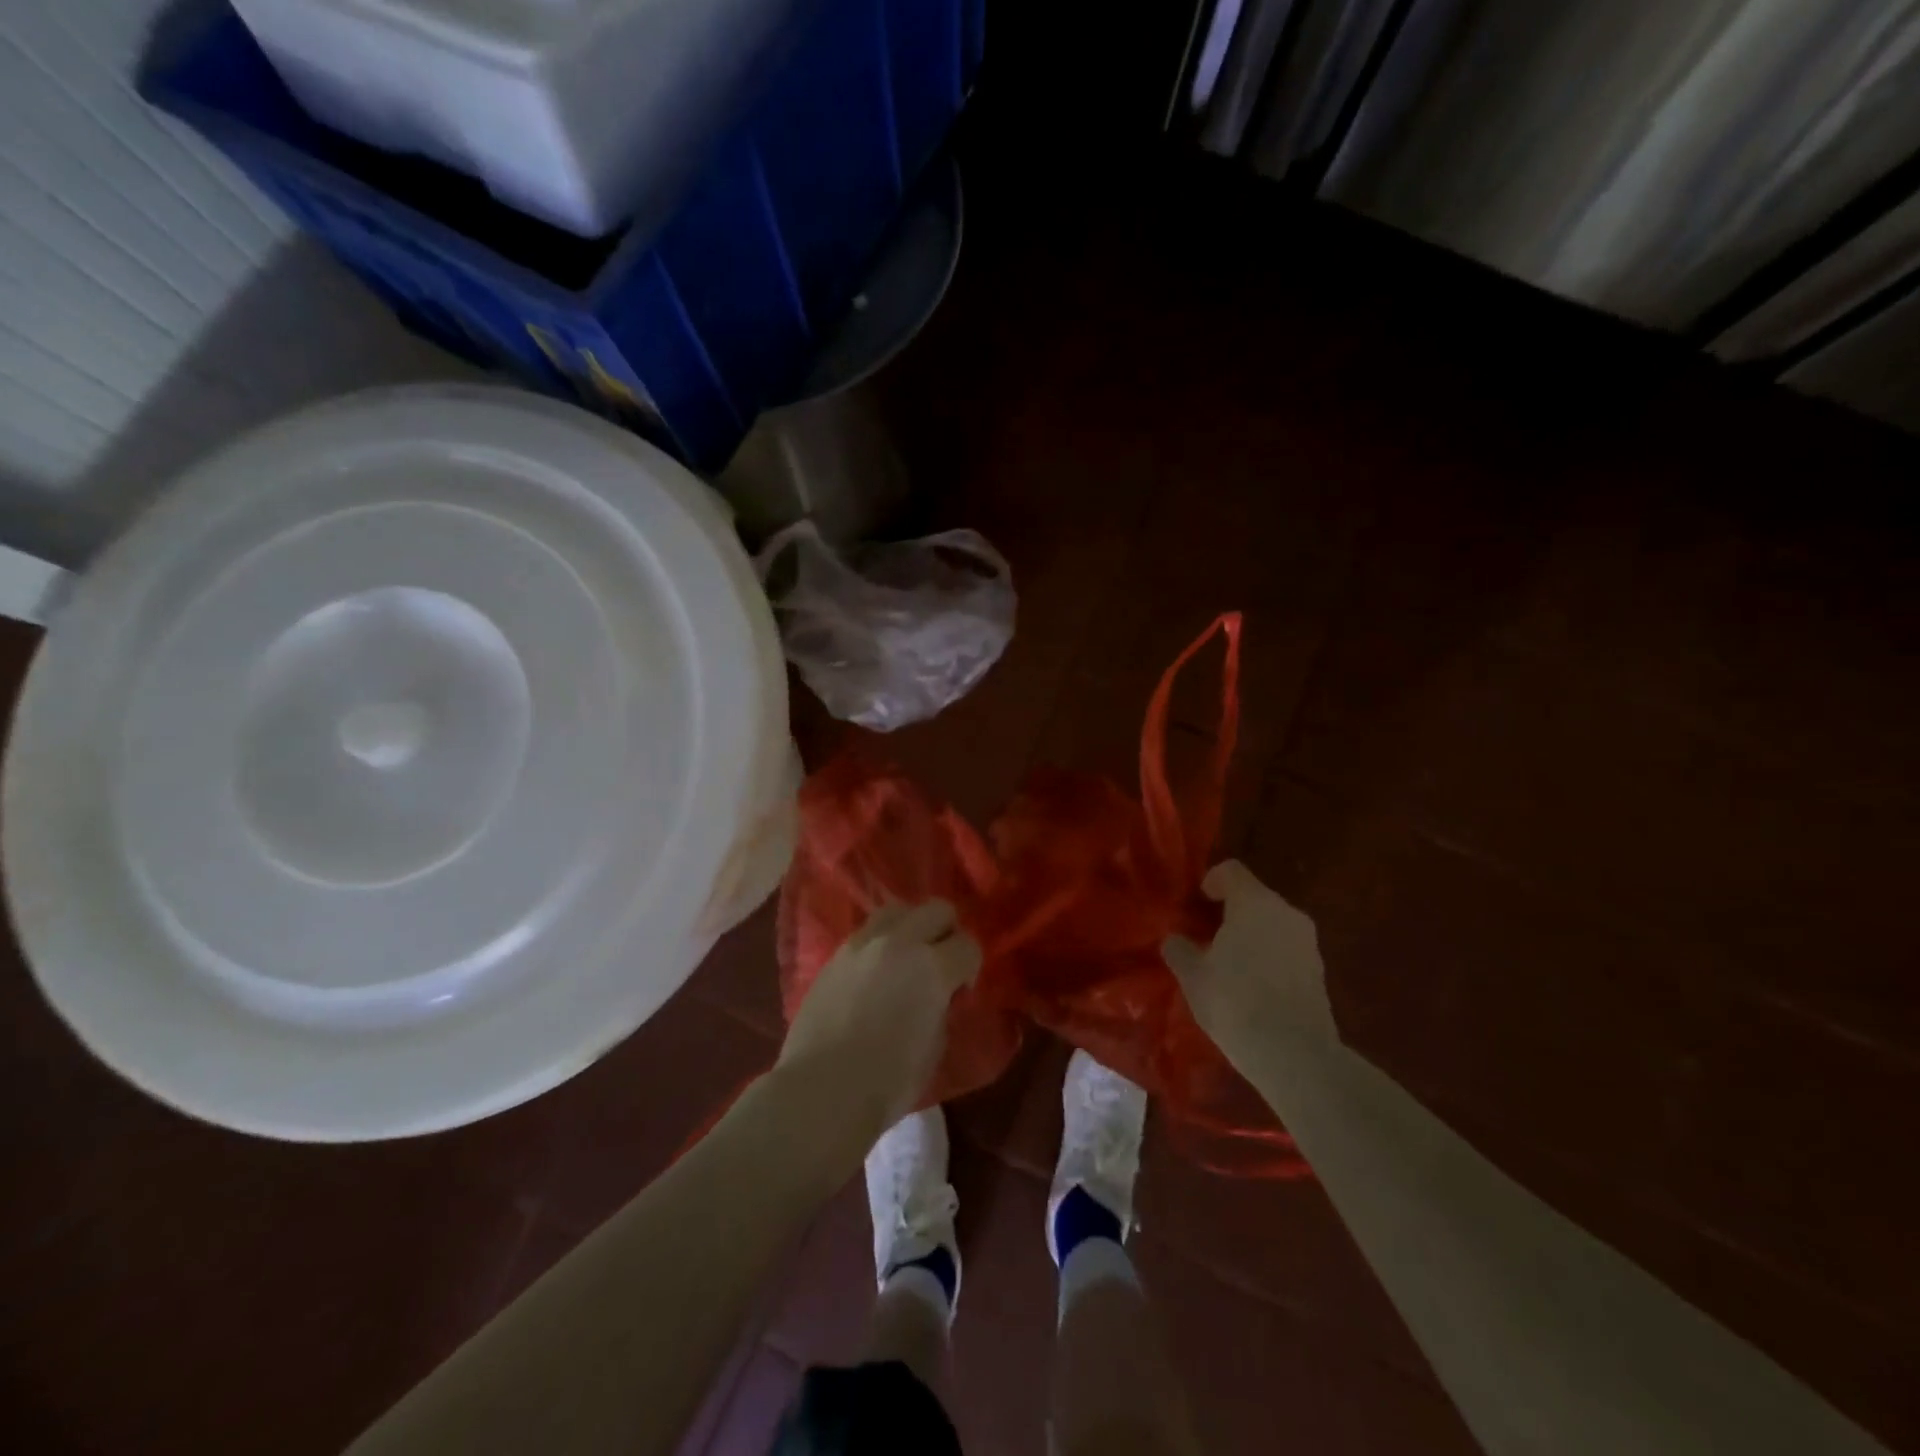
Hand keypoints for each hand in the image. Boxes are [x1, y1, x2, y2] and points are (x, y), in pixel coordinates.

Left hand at [776, 899, 981, 1137]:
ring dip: (911, 928)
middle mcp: (900, 942)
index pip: (968, 945)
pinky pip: (868, 932)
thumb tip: (938, 995)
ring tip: (905, 959)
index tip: (961, 989)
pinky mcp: (836, 954)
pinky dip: (881, 943)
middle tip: (940, 964)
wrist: (822, 1089)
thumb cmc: (888, 1081)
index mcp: (933, 967)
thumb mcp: (935, 1046)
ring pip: (898, 910)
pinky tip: (876, 972)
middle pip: (937, 909)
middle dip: (946, 932)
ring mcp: (863, 943)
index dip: (970, 966)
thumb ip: (942, 1007)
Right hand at [1163, 861, 1336, 1056]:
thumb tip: (1175, 939)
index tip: (1197, 903)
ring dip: (1250, 934)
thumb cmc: (1235, 1002)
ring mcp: (1308, 941)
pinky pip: (1286, 948)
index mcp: (1254, 902)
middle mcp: (1286, 912)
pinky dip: (1268, 956)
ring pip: (1272, 923)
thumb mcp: (1193, 976)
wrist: (1295, 1055)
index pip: (1231, 871)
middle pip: (1253, 896)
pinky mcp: (1319, 970)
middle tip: (1206, 937)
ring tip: (1228, 965)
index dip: (1211, 881)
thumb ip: (1180, 949)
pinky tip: (1252, 987)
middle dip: (1230, 911)